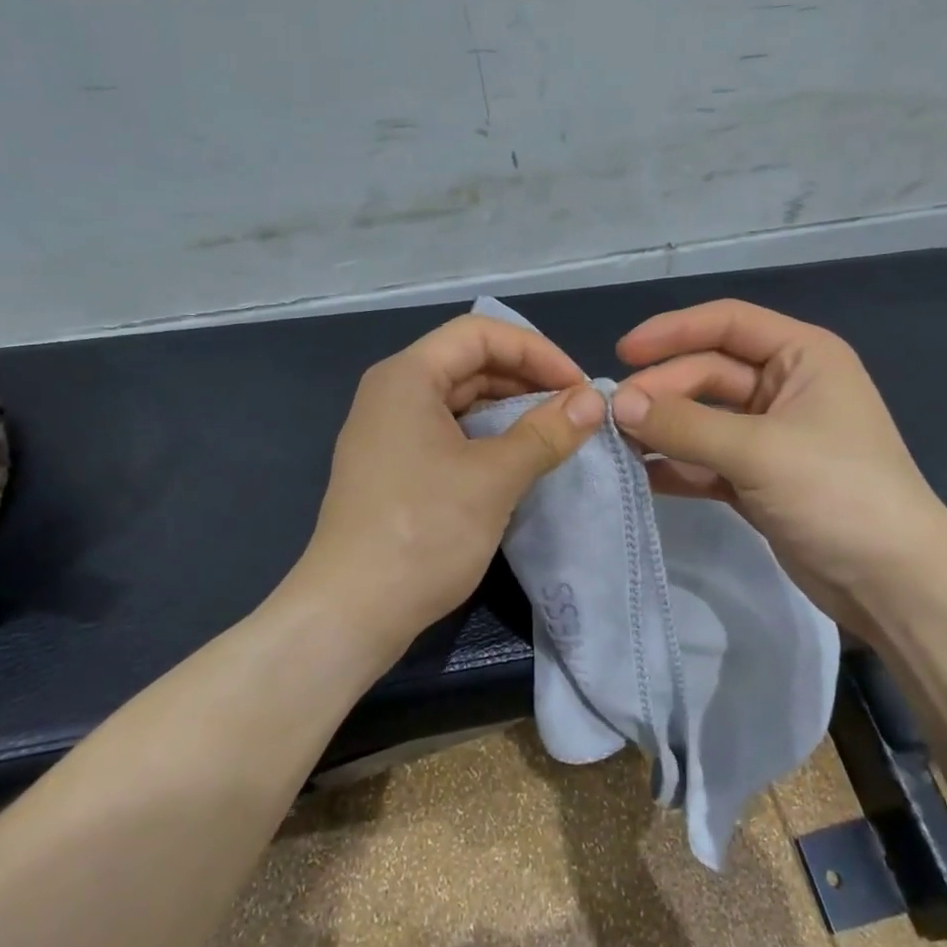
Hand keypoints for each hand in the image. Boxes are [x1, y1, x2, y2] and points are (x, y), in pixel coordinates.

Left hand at [289, 314, 605, 662]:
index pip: (480, 334)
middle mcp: (392, 393)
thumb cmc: (422, 532)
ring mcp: (390, 433)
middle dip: (527, 380)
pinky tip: (520, 460)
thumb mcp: (494, 478)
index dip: (536, 351)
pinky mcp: (395, 468)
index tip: (578, 387)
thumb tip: (594, 400)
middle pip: (469, 363)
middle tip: (575, 412)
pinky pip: (449, 434)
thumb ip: (546, 432)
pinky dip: (488, 438)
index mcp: (407, 377)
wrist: (352, 612)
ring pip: (461, 401)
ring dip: (511, 411)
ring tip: (557, 435)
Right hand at [610, 299, 946, 630]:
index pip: (727, 324)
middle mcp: (786, 387)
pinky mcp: (758, 479)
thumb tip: (618, 405)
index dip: (672, 331)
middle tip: (614, 418)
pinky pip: (706, 460)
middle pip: (708, 374)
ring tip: (616, 444)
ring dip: (663, 429)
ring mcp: (771, 436)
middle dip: (662, 392)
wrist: (892, 582)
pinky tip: (641, 475)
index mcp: (802, 357)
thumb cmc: (837, 493)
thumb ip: (685, 425)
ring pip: (703, 419)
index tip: (622, 354)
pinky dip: (676, 466)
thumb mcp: (759, 451)